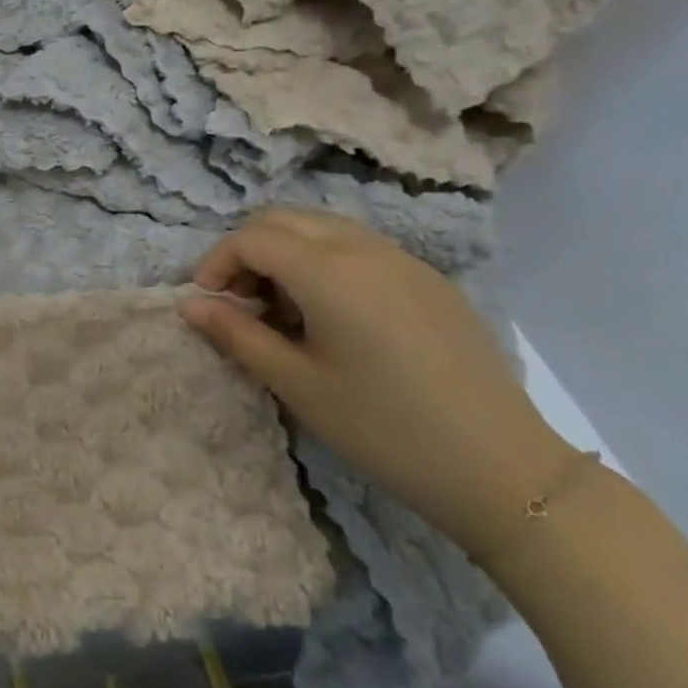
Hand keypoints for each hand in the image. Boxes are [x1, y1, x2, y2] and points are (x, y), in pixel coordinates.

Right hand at [178, 209, 576, 552]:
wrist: (500, 467)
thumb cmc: (381, 426)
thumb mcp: (296, 383)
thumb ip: (236, 334)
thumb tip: (188, 304)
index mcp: (329, 270)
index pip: (251, 238)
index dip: (216, 263)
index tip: (206, 304)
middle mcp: (365, 248)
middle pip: (283, 220)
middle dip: (246, 252)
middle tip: (238, 304)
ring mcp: (403, 260)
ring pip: (322, 228)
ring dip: (285, 254)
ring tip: (281, 311)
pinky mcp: (428, 280)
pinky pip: (358, 248)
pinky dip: (323, 263)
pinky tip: (330, 317)